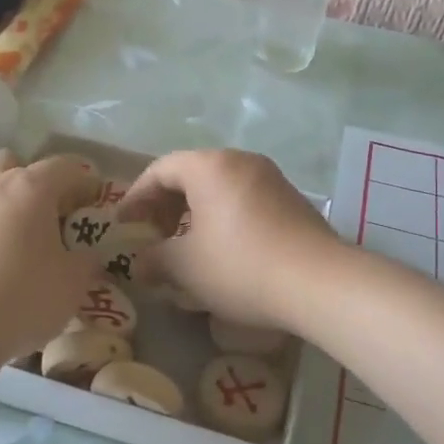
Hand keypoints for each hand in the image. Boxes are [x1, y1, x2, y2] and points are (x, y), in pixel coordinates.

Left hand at [0, 150, 103, 373]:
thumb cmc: (19, 299)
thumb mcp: (72, 286)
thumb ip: (85, 263)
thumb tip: (87, 255)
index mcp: (30, 188)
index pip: (65, 167)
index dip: (83, 180)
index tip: (93, 199)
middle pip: (11, 160)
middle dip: (30, 177)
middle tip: (44, 211)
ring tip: (0, 216)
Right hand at [118, 149, 341, 331]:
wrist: (319, 282)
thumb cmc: (240, 266)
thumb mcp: (187, 268)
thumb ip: (155, 260)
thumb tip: (140, 265)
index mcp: (210, 166)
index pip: (161, 169)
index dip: (136, 196)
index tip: (123, 224)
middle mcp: (241, 161)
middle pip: (191, 174)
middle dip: (166, 205)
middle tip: (153, 236)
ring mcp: (271, 178)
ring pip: (219, 188)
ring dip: (195, 213)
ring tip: (186, 247)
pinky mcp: (292, 200)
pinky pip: (244, 200)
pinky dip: (223, 218)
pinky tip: (223, 251)